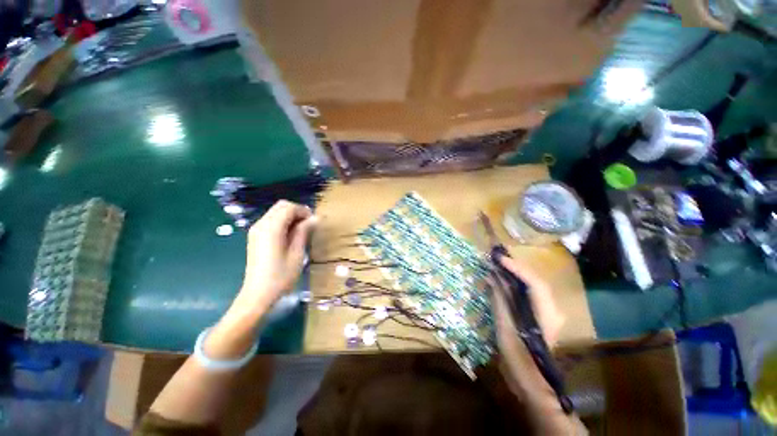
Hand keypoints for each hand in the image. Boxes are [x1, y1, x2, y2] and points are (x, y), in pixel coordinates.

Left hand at [207, 201, 316, 358]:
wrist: (257, 295)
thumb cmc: (281, 276)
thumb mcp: (297, 253)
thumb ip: (304, 232)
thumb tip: (315, 218)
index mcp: (271, 228)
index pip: (288, 207)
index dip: (303, 211)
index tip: (314, 221)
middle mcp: (261, 225)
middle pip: (281, 206)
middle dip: (297, 211)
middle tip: (309, 224)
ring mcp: (256, 230)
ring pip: (276, 212)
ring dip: (290, 216)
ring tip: (302, 230)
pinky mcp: (255, 237)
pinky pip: (271, 221)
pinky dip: (283, 222)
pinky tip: (290, 235)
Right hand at [491, 256, 564, 381]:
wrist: (532, 382)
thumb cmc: (518, 357)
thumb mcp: (505, 328)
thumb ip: (500, 300)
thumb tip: (492, 278)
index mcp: (546, 314)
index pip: (534, 282)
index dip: (516, 268)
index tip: (499, 259)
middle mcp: (551, 309)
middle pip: (535, 281)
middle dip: (516, 267)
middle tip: (497, 258)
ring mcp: (547, 313)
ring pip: (532, 286)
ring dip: (516, 274)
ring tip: (499, 265)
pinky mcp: (540, 316)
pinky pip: (528, 294)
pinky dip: (516, 284)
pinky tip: (503, 281)